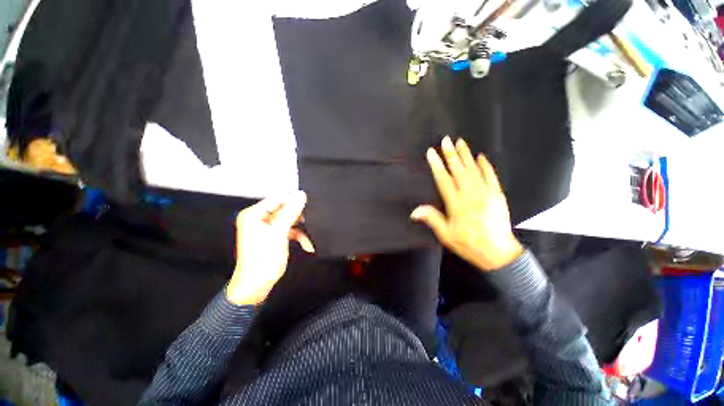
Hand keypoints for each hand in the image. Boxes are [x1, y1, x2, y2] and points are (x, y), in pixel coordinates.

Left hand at [226, 191, 314, 304]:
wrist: (256, 286)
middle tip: (311, 222)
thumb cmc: (263, 260)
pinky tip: (308, 244)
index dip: (293, 201)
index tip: (309, 206)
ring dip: (301, 228)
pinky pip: (289, 230)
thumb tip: (300, 195)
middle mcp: (259, 219)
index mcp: (254, 214)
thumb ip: (290, 212)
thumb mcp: (279, 233)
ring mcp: (267, 228)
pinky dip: (299, 236)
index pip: (277, 199)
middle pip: (284, 210)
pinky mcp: (273, 236)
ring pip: (289, 220)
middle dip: (299, 217)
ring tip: (311, 236)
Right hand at [411, 136, 522, 271]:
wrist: (498, 252)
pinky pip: (491, 176)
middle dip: (450, 154)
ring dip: (466, 155)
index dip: (437, 165)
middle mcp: (471, 194)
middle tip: (445, 140)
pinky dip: (485, 166)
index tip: (431, 153)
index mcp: (456, 204)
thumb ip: (432, 219)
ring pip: (473, 170)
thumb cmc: (468, 244)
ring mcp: (486, 193)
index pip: (444, 180)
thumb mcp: (446, 235)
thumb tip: (415, 211)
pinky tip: (480, 156)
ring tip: (460, 142)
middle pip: (458, 170)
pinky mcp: (498, 195)